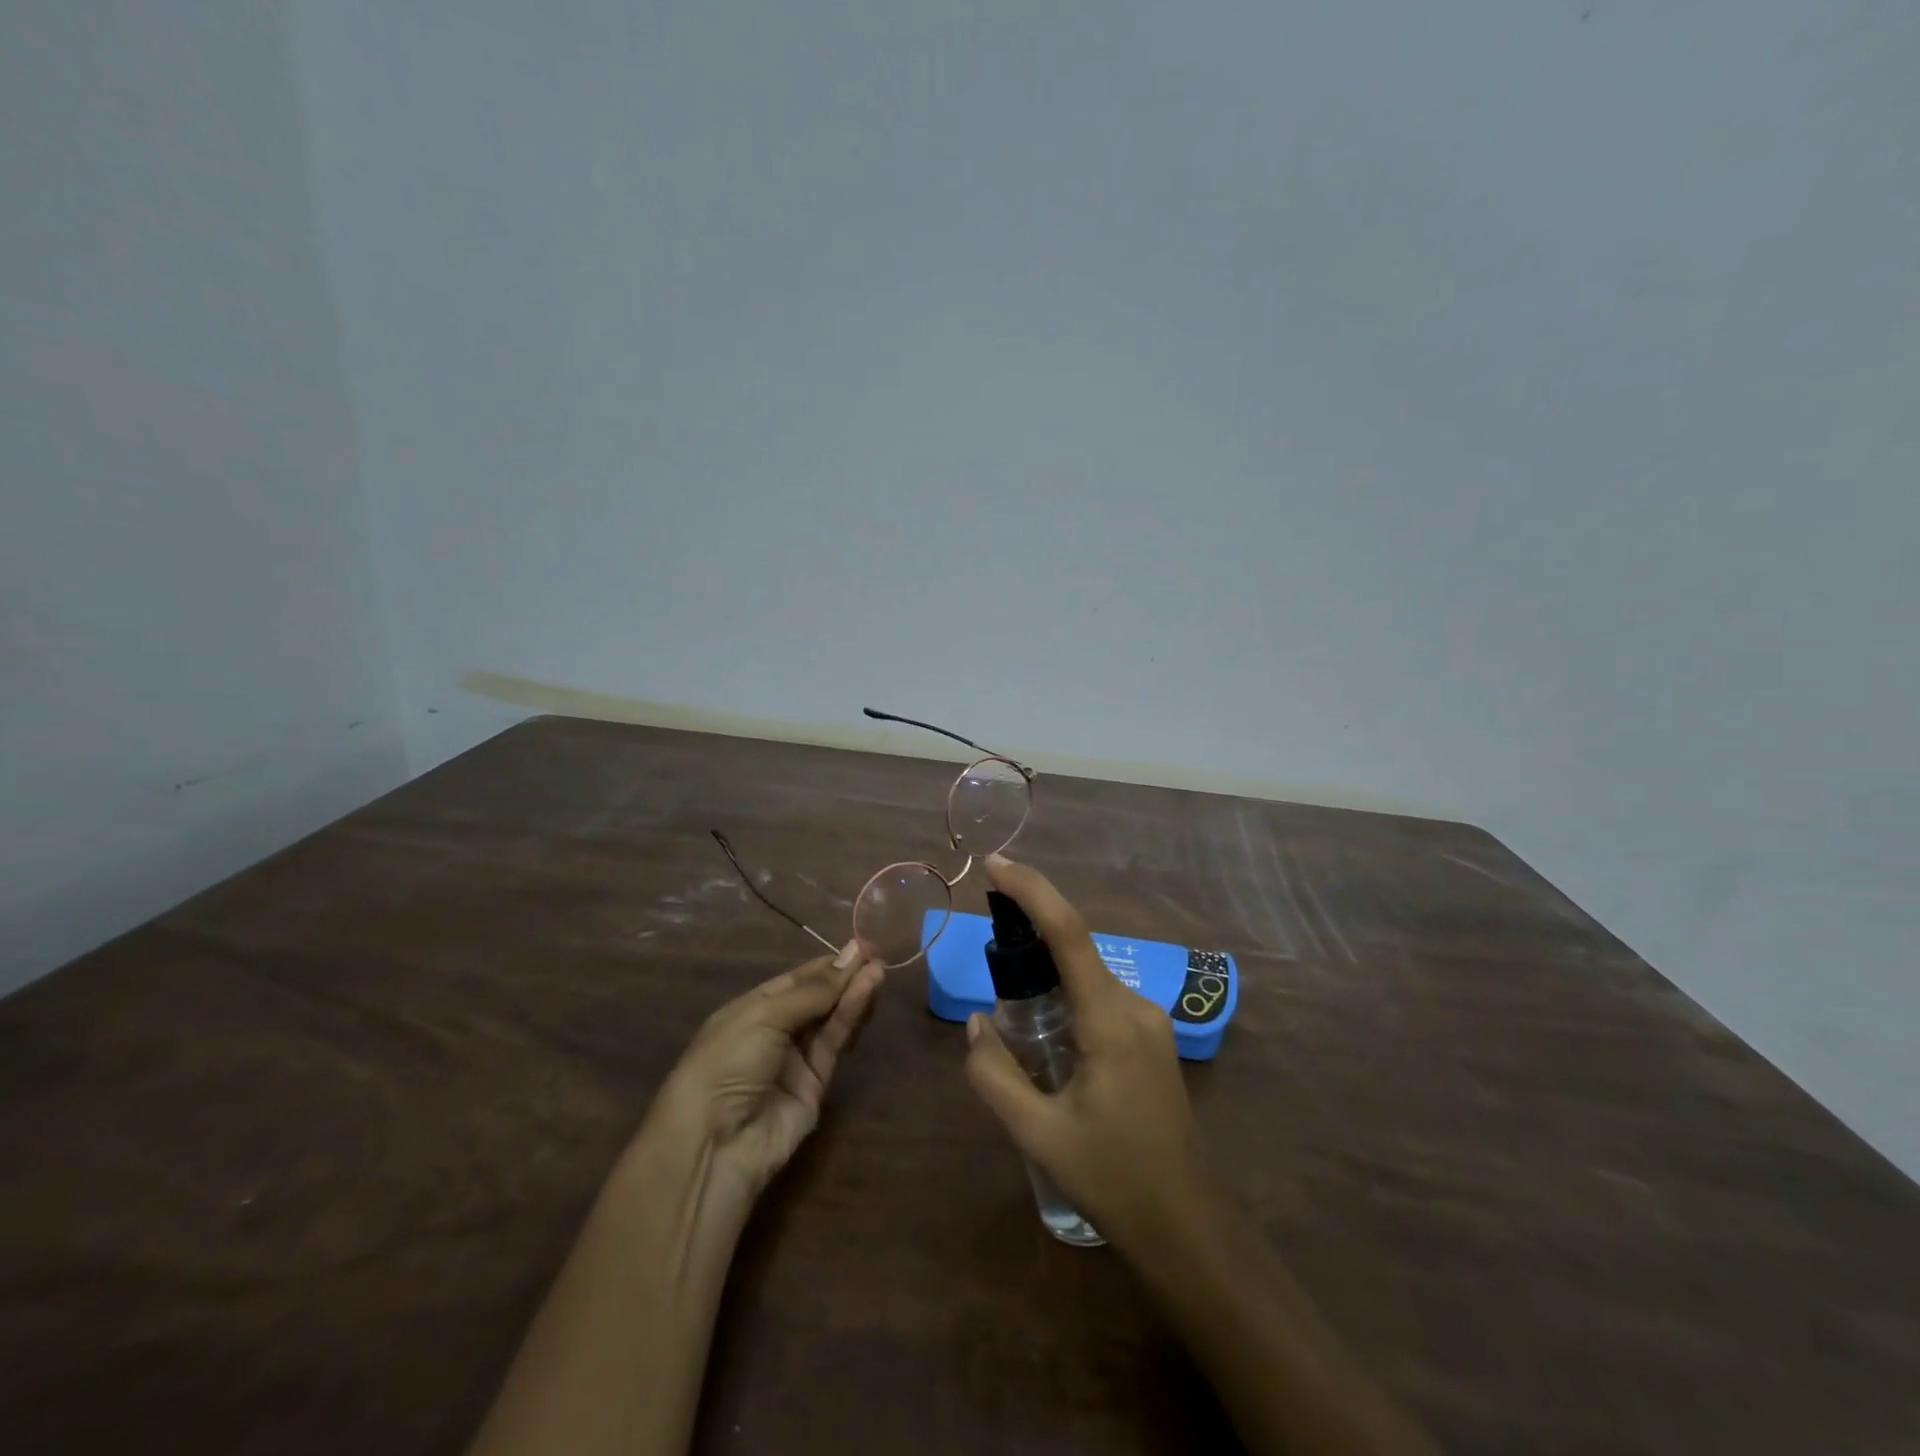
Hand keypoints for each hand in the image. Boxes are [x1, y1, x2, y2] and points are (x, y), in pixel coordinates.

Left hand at [651, 943, 884, 1204]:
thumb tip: (852, 955)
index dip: (828, 964)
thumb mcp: (765, 1016)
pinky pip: (835, 1042)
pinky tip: (866, 992)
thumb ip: (813, 991)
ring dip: (853, 993)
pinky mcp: (816, 1083)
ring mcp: (795, 1058)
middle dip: (844, 976)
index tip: (861, 945)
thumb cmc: (727, 1062)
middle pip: (817, 997)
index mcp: (752, 1009)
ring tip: (878, 969)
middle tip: (876, 953)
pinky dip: (851, 1016)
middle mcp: (775, 1030)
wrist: (714, 1143)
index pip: (796, 979)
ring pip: (831, 1018)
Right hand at [963, 856, 1205, 1248]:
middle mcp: (1135, 1006)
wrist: (1187, 1226)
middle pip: (1076, 948)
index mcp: (1110, 1020)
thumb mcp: (1039, 1135)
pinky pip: (1100, 996)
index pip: (1069, 933)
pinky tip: (1044, 1031)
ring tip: (1009, 1002)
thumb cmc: (1114, 1180)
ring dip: (1047, 970)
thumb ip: (995, 1075)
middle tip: (988, 951)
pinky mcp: (1150, 1038)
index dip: (1032, 890)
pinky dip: (1066, 994)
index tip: (994, 865)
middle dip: (1030, 932)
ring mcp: (1149, 1021)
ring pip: (1087, 974)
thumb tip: (977, 1024)